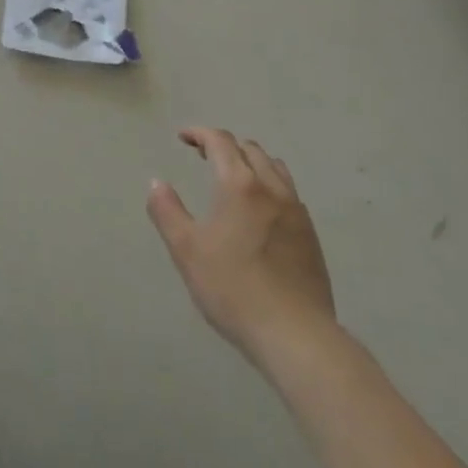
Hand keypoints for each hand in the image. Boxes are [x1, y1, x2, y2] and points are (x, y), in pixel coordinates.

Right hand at [148, 128, 338, 374]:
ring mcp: (296, 212)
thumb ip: (167, 211)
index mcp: (240, 185)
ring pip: (275, 169)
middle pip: (251, 150)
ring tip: (233, 178)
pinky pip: (288, 193)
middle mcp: (272, 189)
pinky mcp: (311, 235)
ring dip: (251, 162)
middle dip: (225, 146)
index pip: (221, 142)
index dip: (200, 133)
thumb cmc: (232, 288)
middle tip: (203, 157)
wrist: (295, 334)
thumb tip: (157, 182)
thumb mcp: (186, 250)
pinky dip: (269, 185)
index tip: (183, 137)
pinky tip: (259, 211)